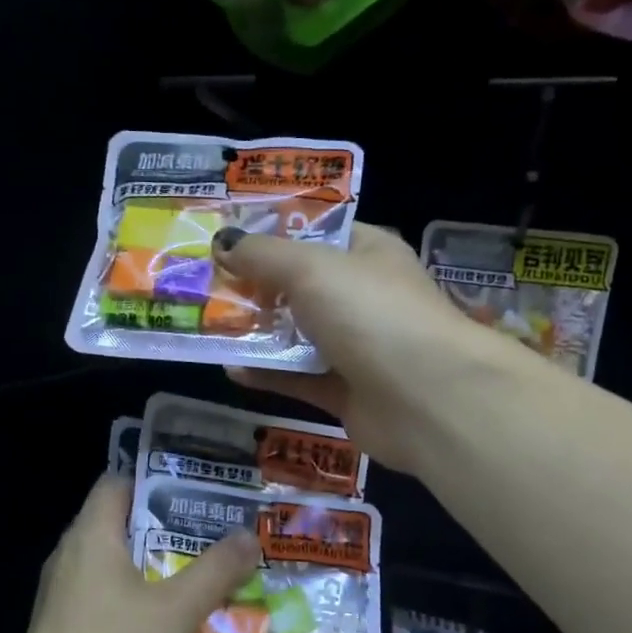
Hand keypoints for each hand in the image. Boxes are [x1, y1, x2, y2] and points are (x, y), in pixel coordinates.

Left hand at [0, 478, 259, 632]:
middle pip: (119, 524)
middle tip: (214, 533)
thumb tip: (248, 535)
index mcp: (91, 537)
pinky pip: (105, 601)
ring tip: (201, 575)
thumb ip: (215, 571)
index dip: (157, 480)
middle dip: (167, 527)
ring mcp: (61, 599)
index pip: (118, 483)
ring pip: (114, 567)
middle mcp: (70, 558)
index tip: (199, 490)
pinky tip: (168, 625)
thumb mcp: (176, 611)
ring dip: (154, 568)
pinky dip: (137, 602)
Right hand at [212, 223, 517, 470]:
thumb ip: (263, 255)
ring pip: (298, 336)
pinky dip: (268, 375)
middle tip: (205, 285)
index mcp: (368, 254)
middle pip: (302, 287)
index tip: (227, 239)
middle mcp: (365, 298)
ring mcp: (359, 348)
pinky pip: (300, 379)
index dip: (274, 234)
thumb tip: (223, 241)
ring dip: (258, 332)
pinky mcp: (348, 394)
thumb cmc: (371, 313)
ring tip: (208, 327)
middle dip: (256, 286)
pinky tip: (231, 370)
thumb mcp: (310, 268)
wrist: (426, 398)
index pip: (318, 235)